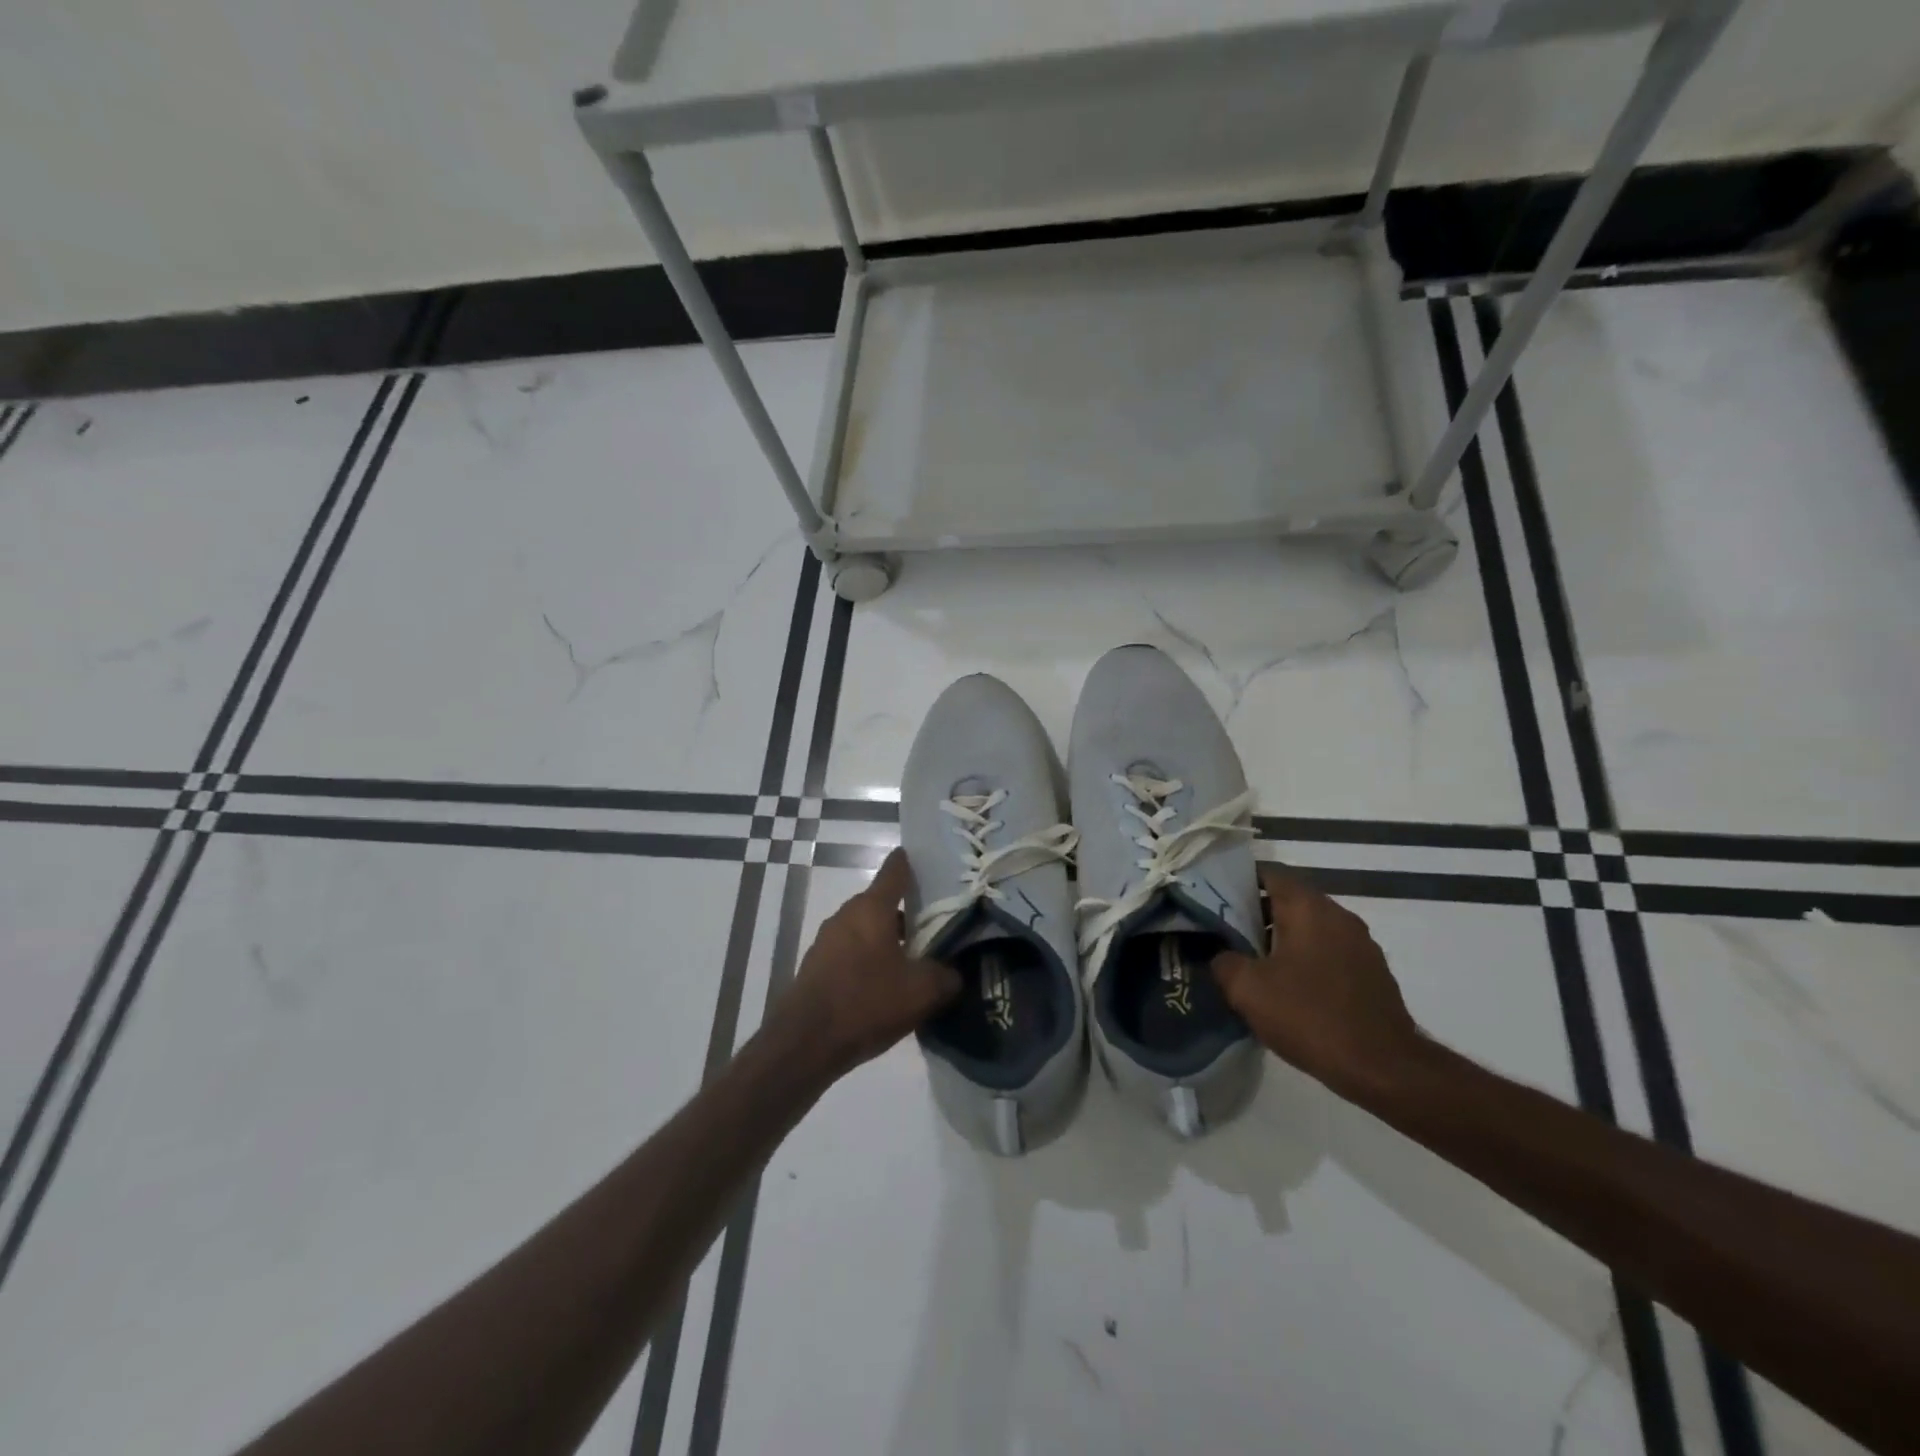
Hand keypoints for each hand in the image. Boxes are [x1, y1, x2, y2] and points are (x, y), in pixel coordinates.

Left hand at [775, 849, 960, 1081]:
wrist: (805, 1043)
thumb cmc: (867, 1003)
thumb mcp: (922, 991)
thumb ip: (946, 975)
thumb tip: (954, 972)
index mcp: (872, 907)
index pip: (896, 869)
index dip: (914, 862)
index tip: (934, 864)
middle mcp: (847, 915)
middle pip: (883, 902)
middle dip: (909, 912)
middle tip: (938, 927)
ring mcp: (828, 940)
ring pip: (868, 929)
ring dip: (889, 940)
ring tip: (916, 962)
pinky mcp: (818, 965)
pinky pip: (852, 952)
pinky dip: (871, 960)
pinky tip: (887, 986)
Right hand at [1211, 865, 1425, 1093]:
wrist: (1384, 1068)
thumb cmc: (1310, 1017)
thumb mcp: (1247, 990)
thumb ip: (1224, 962)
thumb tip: (1222, 955)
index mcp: (1308, 907)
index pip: (1269, 873)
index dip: (1239, 880)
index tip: (1215, 898)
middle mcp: (1338, 915)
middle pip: (1290, 899)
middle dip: (1257, 913)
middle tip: (1228, 934)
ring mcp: (1361, 944)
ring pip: (1311, 927)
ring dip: (1284, 938)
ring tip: (1255, 964)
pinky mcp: (1372, 972)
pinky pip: (1330, 952)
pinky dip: (1307, 959)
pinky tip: (1291, 989)